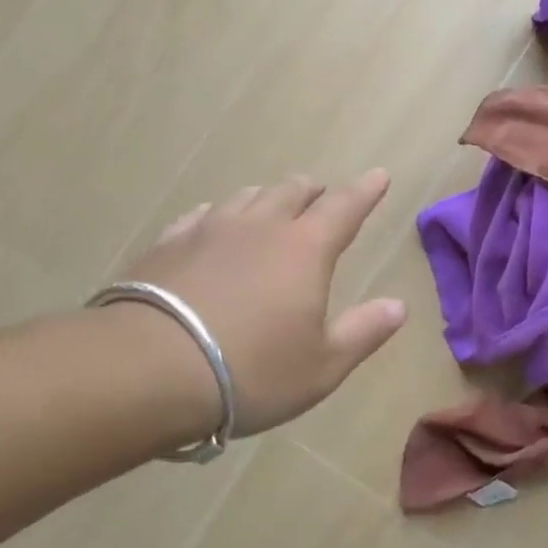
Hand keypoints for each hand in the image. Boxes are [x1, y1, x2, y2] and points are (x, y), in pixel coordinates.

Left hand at [118, 171, 407, 437]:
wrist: (149, 369)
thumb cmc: (252, 371)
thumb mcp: (323, 365)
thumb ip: (364, 331)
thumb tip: (398, 305)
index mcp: (305, 250)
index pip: (344, 207)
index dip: (366, 191)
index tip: (379, 176)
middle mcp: (260, 227)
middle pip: (292, 192)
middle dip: (313, 191)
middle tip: (321, 195)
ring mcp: (209, 231)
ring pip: (246, 197)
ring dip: (267, 198)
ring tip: (272, 206)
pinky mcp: (168, 244)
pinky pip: (202, 215)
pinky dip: (220, 214)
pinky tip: (214, 224)